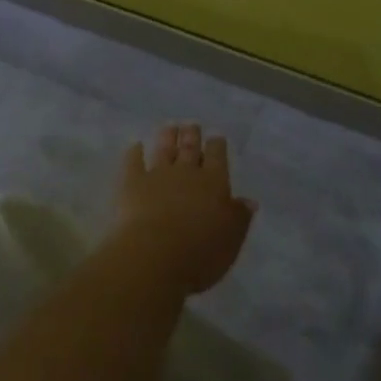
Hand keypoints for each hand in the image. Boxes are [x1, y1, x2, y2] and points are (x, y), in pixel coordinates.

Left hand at [114, 124, 253, 294]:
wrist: (153, 255)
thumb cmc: (200, 254)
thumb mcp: (231, 240)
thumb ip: (239, 218)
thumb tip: (249, 200)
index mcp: (214, 183)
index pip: (217, 156)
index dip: (217, 145)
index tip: (216, 137)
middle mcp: (186, 172)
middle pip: (190, 148)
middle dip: (192, 135)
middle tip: (191, 125)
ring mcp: (157, 174)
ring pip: (163, 149)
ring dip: (167, 137)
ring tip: (169, 127)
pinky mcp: (132, 182)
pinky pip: (133, 161)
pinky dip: (134, 152)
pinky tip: (135, 146)